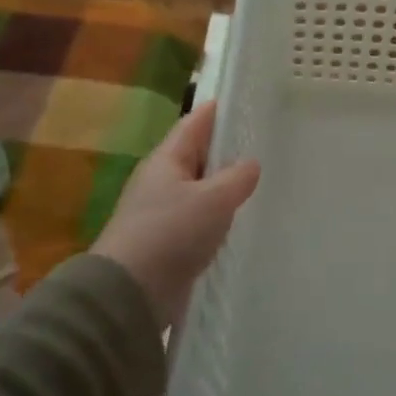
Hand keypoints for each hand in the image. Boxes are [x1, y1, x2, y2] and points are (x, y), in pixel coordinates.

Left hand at [91, 101, 260, 330]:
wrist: (129, 293)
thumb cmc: (170, 233)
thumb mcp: (212, 199)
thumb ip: (237, 177)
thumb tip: (250, 163)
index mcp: (167, 159)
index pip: (196, 123)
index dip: (220, 110)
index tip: (248, 103)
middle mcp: (162, 180)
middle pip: (198, 155)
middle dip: (228, 149)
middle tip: (266, 144)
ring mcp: (163, 212)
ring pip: (201, 189)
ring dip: (225, 186)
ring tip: (261, 183)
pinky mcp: (168, 242)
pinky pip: (199, 219)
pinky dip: (218, 216)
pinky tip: (240, 221)